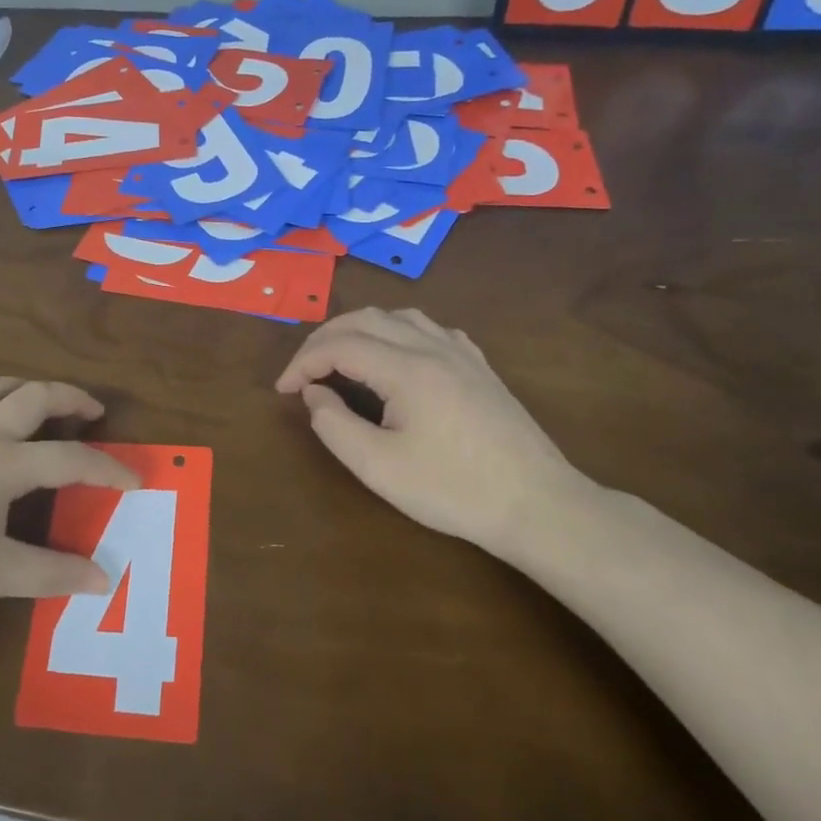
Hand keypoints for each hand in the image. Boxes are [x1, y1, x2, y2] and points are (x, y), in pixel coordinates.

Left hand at [0, 378, 136, 614]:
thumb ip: (50, 574)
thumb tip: (104, 579)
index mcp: (4, 464)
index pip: (71, 459)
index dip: (109, 468)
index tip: (136, 479)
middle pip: (32, 397)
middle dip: (69, 398)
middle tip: (92, 410)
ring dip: (19, 388)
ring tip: (36, 401)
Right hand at [274, 308, 595, 555]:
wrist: (538, 505)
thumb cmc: (453, 490)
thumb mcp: (379, 468)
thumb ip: (334, 425)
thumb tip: (314, 393)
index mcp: (406, 369)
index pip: (339, 345)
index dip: (302, 362)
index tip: (283, 390)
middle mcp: (432, 347)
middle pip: (365, 319)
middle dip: (324, 338)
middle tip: (302, 371)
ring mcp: (462, 353)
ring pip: (399, 316)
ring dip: (359, 329)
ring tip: (340, 357)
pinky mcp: (480, 366)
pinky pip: (430, 329)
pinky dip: (397, 332)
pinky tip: (396, 355)